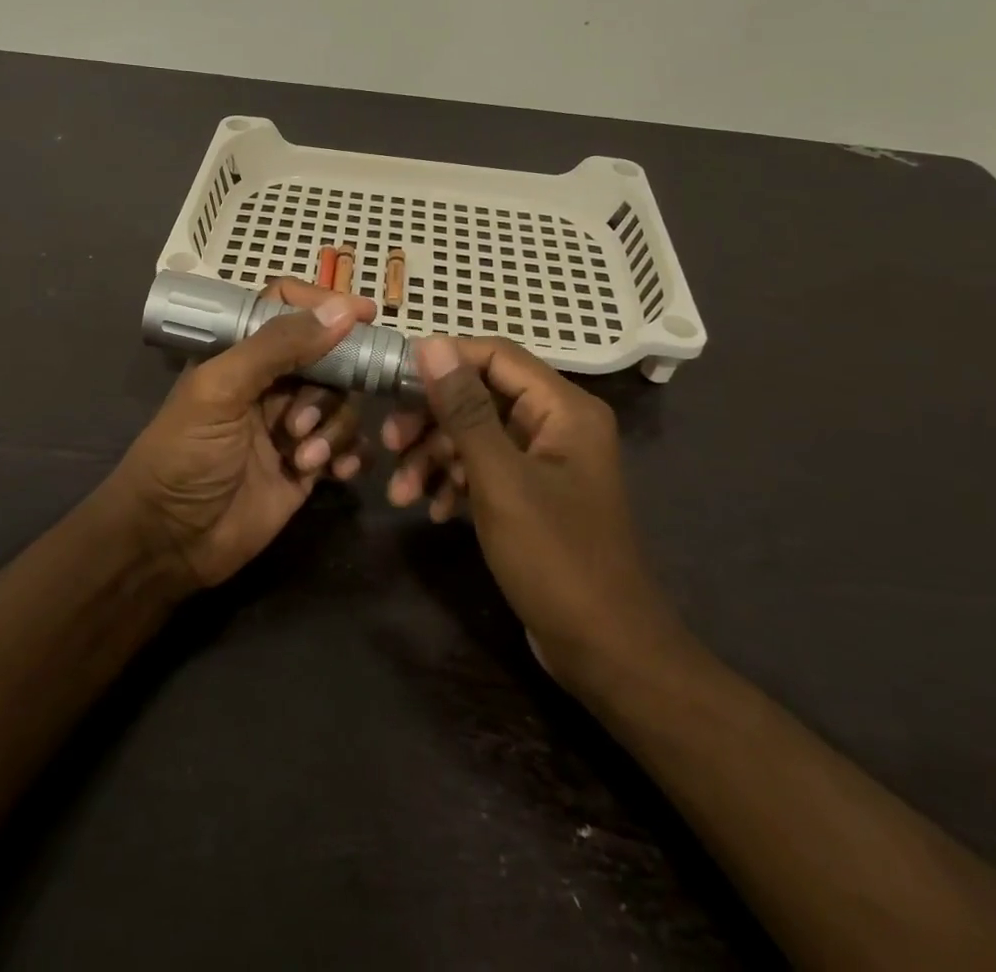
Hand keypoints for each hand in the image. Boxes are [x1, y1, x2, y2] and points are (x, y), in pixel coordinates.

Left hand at [113, 279, 375, 589]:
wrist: (170, 542)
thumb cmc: (184, 455)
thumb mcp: (221, 390)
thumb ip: (278, 346)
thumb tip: (341, 309)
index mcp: (241, 354)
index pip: (289, 311)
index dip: (325, 307)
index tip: (364, 315)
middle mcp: (271, 383)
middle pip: (328, 359)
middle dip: (328, 388)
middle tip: (300, 424)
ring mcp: (292, 426)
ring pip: (343, 403)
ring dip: (334, 428)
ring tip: (303, 458)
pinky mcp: (307, 466)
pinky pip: (349, 446)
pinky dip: (351, 454)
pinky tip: (338, 472)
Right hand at [381, 336, 682, 697]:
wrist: (606, 652)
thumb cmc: (555, 558)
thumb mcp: (500, 479)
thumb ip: (464, 409)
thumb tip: (431, 343)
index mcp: (563, 408)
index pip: (495, 355)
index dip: (443, 360)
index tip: (393, 380)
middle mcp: (557, 424)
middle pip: (480, 395)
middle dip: (431, 419)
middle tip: (390, 444)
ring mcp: (545, 461)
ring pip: (476, 435)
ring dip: (434, 457)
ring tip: (400, 494)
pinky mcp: (532, 494)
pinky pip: (485, 469)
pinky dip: (454, 482)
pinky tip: (432, 510)